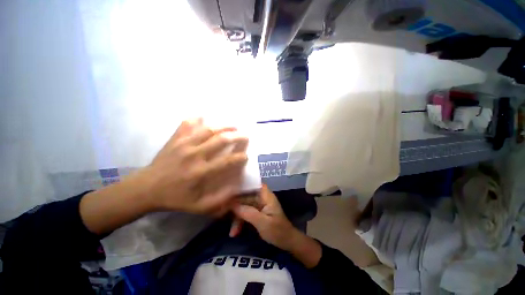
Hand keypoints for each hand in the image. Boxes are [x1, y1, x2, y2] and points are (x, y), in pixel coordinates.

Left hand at [144, 119, 248, 214]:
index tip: (246, 156)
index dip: (240, 157)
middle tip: (245, 135)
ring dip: (223, 126)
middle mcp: (195, 155)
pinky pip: (187, 124)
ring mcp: (184, 144)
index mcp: (201, 172)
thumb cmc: (175, 198)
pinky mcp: (175, 139)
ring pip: (208, 130)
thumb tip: (236, 188)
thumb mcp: (198, 207)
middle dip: (237, 136)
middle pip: (221, 140)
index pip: (227, 161)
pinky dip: (196, 119)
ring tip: (233, 126)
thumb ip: (220, 200)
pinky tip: (204, 116)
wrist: (146, 189)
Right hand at [231, 186, 321, 267]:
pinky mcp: (256, 212)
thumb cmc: (278, 231)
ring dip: (237, 218)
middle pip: (245, 196)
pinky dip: (240, 222)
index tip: (229, 189)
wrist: (287, 242)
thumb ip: (248, 213)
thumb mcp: (263, 223)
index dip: (242, 185)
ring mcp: (258, 205)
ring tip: (232, 232)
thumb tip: (232, 205)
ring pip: (244, 206)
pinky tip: (235, 232)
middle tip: (223, 216)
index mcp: (266, 196)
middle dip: (235, 207)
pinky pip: (245, 213)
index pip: (253, 184)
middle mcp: (261, 198)